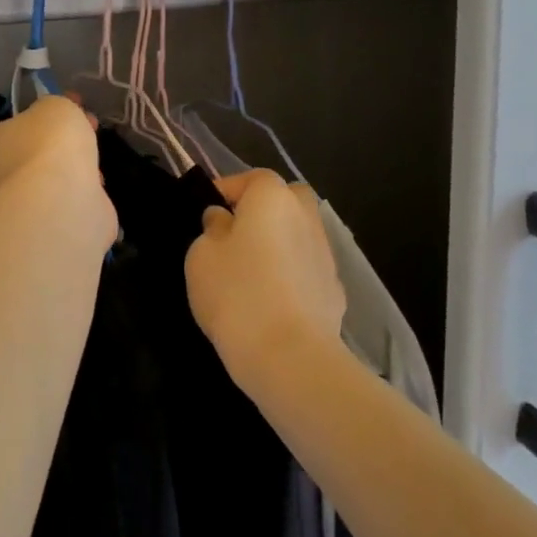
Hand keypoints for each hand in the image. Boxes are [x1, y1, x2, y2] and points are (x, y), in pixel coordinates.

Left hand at [0, 93, 105, 207]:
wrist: (63, 200)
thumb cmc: (50, 143)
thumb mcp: (54, 105)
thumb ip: (54, 107)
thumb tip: (57, 117)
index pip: (15, 123)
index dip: (46, 111)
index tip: (74, 104)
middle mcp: (1, 174)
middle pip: (38, 148)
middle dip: (66, 137)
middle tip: (91, 124)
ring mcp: (26, 202)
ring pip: (55, 174)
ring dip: (77, 164)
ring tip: (96, 159)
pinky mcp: (51, 221)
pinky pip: (71, 196)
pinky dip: (84, 189)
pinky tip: (95, 184)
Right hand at [185, 169, 345, 389]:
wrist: (290, 357)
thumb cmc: (237, 293)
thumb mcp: (201, 255)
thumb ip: (212, 229)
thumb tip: (223, 220)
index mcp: (273, 197)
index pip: (249, 178)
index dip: (225, 191)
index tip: (206, 214)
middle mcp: (305, 216)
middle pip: (286, 200)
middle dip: (263, 211)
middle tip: (235, 236)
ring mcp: (326, 254)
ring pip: (298, 235)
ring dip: (279, 245)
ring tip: (251, 274)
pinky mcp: (335, 291)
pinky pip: (306, 271)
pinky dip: (292, 277)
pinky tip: (273, 303)